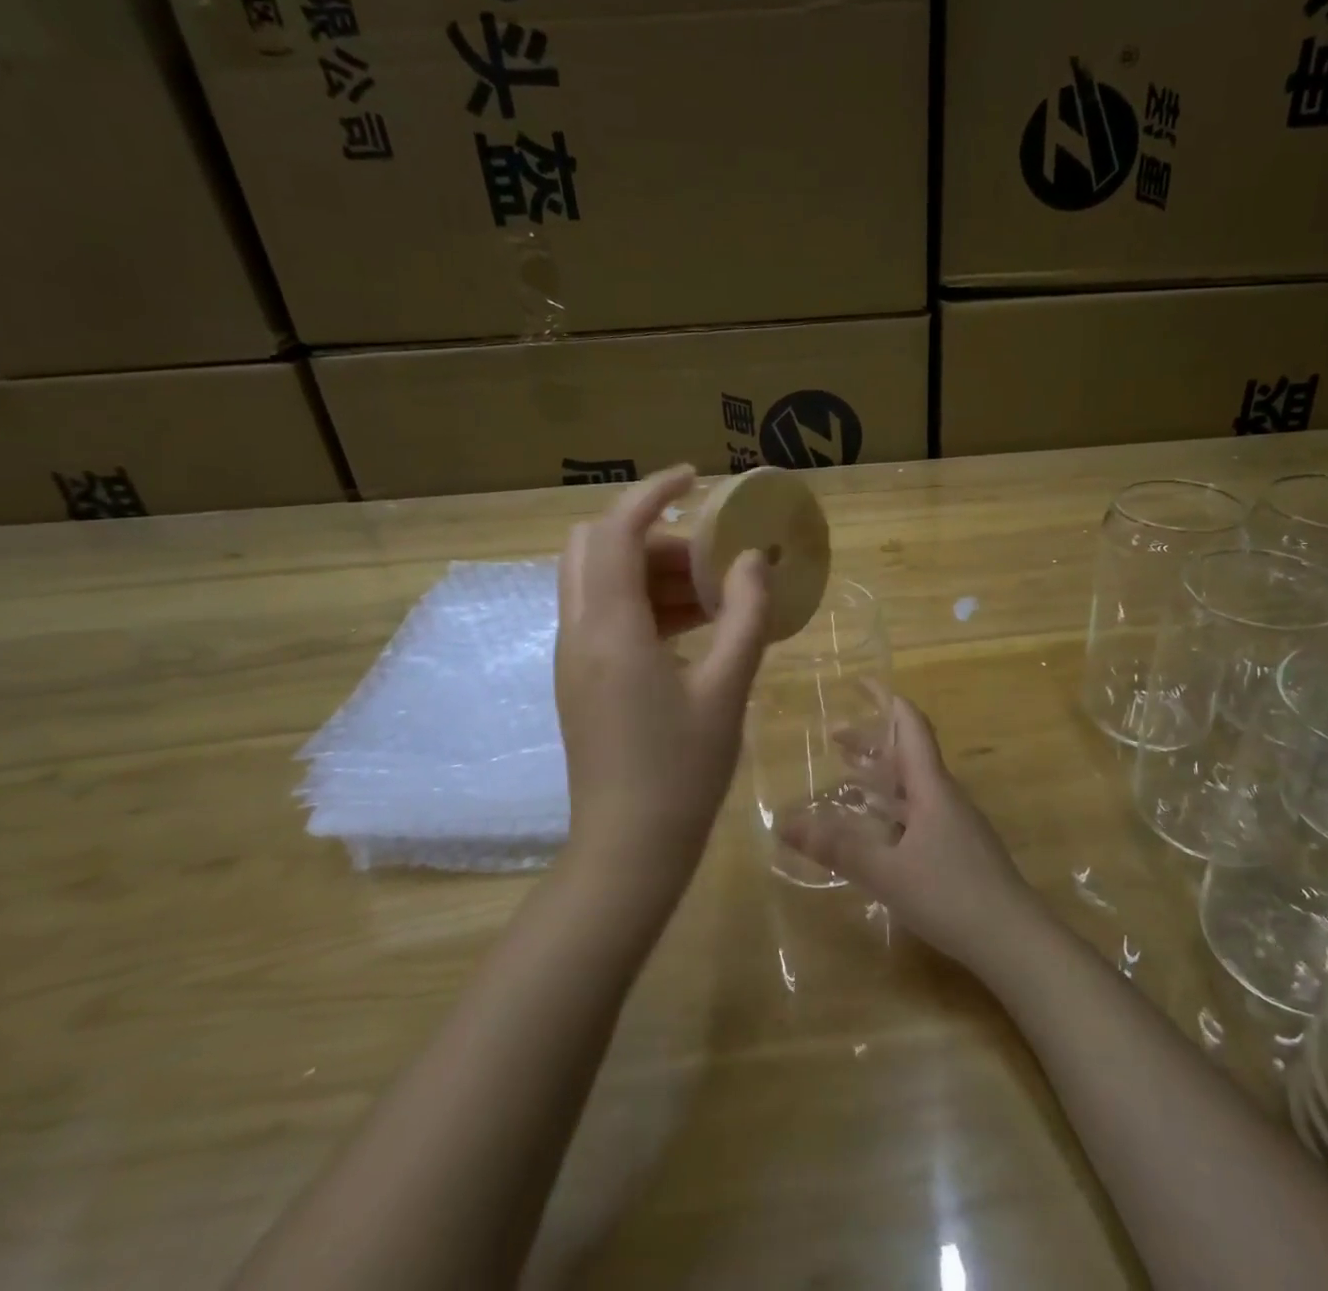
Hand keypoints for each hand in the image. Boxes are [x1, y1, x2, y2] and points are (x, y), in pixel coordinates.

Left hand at [556, 466, 770, 898]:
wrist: (628, 850)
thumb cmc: (682, 772)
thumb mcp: (727, 689)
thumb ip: (745, 615)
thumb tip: (754, 559)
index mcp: (609, 629)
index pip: (616, 531)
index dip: (652, 492)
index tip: (695, 478)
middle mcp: (578, 632)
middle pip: (595, 547)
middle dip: (651, 533)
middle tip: (706, 554)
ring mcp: (573, 657)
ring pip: (600, 581)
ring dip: (651, 571)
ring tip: (713, 595)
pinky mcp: (580, 679)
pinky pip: (605, 615)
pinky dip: (644, 602)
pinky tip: (693, 628)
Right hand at [778, 695, 1041, 968]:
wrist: (1015, 940)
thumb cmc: (951, 895)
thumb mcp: (886, 872)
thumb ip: (836, 847)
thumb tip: (782, 823)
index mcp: (931, 787)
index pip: (911, 727)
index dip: (887, 699)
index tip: (861, 682)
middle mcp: (944, 796)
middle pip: (908, 753)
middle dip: (872, 740)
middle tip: (834, 736)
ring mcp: (954, 823)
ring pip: (913, 784)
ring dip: (881, 773)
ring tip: (847, 772)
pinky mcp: (958, 848)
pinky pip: (918, 810)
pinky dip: (891, 804)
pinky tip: (874, 826)